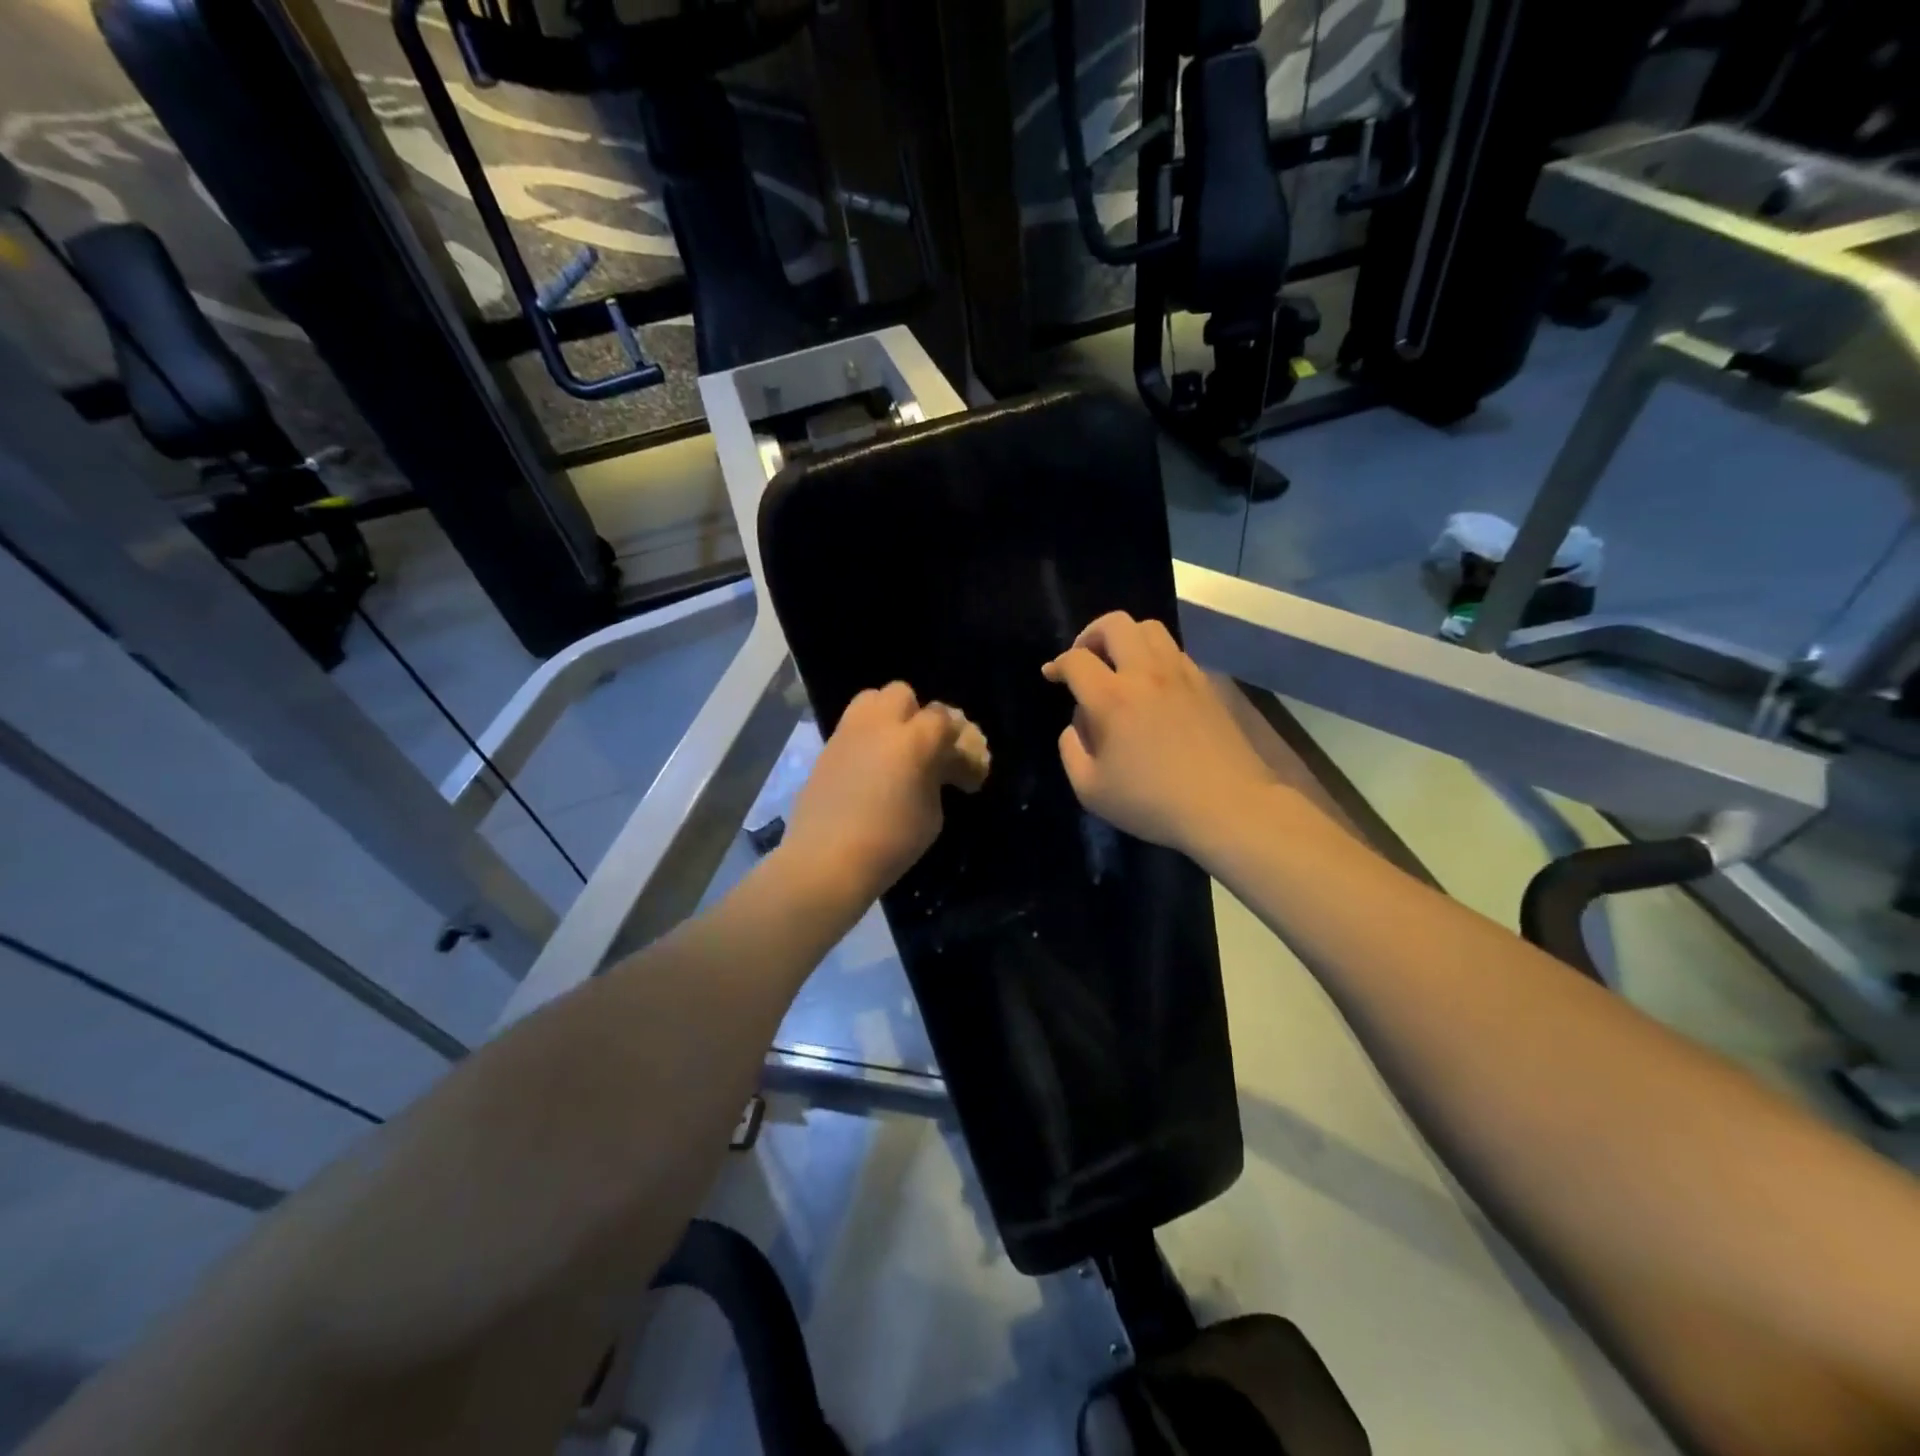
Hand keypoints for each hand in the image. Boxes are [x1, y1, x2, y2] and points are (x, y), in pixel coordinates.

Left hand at [782, 682, 989, 904]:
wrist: (827, 860)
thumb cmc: (890, 842)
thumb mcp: (932, 814)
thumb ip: (937, 779)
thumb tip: (934, 769)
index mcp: (913, 740)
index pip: (943, 718)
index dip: (957, 741)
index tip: (962, 773)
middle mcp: (879, 725)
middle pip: (902, 694)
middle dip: (917, 715)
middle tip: (922, 750)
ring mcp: (847, 733)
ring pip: (871, 700)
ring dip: (887, 716)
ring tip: (892, 750)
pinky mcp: (825, 749)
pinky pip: (851, 727)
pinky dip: (865, 737)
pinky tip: (868, 769)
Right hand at [1043, 612, 1277, 856]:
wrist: (1228, 806)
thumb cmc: (1152, 802)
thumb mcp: (1091, 790)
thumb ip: (1071, 750)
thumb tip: (1077, 725)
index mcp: (1112, 698)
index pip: (1076, 660)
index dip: (1058, 664)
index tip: (1052, 675)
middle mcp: (1145, 674)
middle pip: (1115, 624)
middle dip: (1091, 634)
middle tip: (1085, 658)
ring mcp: (1180, 674)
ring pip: (1149, 628)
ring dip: (1126, 638)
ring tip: (1119, 664)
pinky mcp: (1206, 683)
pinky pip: (1174, 650)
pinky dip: (1154, 655)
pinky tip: (1152, 684)